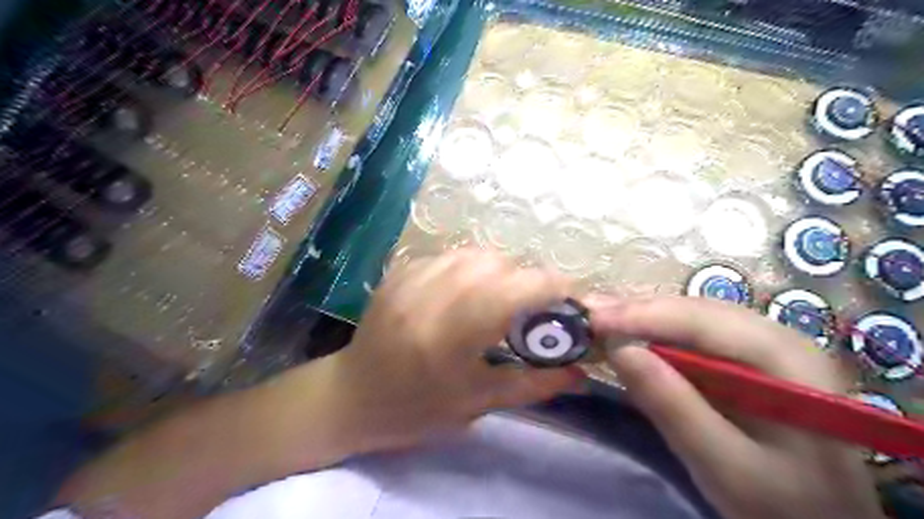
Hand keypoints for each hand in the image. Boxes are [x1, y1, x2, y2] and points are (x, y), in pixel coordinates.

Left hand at [328, 251, 579, 452]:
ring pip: (473, 253)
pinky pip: (449, 255)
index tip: (569, 297)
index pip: (513, 290)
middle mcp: (429, 296)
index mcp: (450, 335)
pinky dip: (469, 268)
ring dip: (497, 271)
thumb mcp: (477, 404)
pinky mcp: (400, 271)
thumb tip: (580, 373)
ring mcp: (410, 278)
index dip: (550, 286)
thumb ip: (533, 385)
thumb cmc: (415, 410)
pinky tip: (464, 293)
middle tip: (528, 308)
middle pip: (496, 263)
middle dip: (523, 280)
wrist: (351, 396)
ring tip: (497, 298)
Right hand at [588, 297, 883, 518]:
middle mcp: (774, 336)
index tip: (592, 319)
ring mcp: (757, 345)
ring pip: (687, 317)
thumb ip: (674, 407)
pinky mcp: (738, 360)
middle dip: (636, 310)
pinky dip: (650, 333)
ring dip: (639, 317)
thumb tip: (619, 350)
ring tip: (597, 317)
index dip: (643, 315)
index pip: (703, 319)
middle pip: (693, 310)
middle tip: (585, 312)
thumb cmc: (784, 505)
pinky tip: (624, 333)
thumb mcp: (726, 466)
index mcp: (786, 357)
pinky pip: (688, 335)